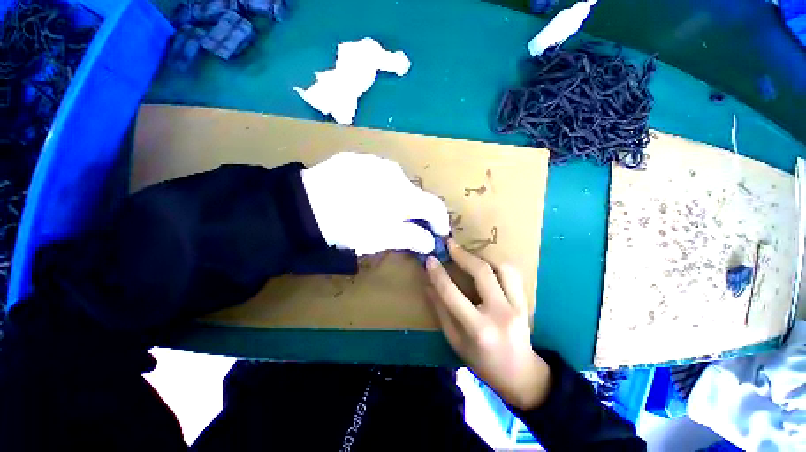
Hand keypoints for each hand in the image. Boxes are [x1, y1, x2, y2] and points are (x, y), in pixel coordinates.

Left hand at [302, 152, 449, 255]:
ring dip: (394, 198)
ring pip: (395, 183)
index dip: (440, 222)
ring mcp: (374, 162)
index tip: (437, 234)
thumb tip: (430, 242)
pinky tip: (360, 195)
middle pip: (414, 194)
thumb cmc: (349, 227)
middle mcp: (395, 172)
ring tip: (376, 210)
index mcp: (405, 194)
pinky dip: (377, 186)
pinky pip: (375, 174)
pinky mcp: (356, 159)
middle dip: (414, 212)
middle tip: (401, 225)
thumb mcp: (383, 238)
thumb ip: (412, 238)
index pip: (435, 207)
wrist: (303, 207)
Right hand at [425, 240, 550, 409]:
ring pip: (503, 268)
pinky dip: (498, 264)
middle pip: (482, 273)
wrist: (521, 376)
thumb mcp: (455, 341)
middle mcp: (499, 314)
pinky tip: (487, 264)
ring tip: (469, 254)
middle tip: (450, 244)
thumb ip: (441, 311)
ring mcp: (517, 307)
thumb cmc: (482, 362)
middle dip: (463, 255)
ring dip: (484, 257)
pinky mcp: (526, 303)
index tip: (430, 259)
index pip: (452, 294)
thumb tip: (428, 285)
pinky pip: (513, 275)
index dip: (438, 274)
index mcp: (477, 329)